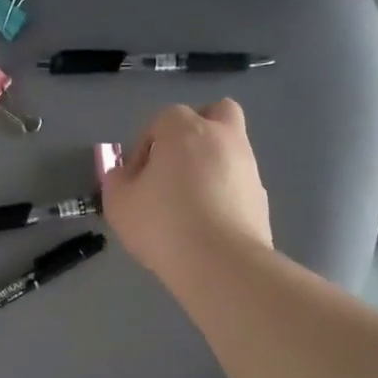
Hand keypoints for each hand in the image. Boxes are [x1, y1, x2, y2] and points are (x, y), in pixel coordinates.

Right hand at [101, 100, 271, 286]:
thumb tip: (124, 175)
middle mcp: (223, 138)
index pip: (163, 118)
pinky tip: (208, 221)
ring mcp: (248, 167)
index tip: (136, 176)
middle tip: (176, 162)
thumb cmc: (163, 224)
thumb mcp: (119, 203)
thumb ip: (116, 180)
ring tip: (189, 201)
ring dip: (211, 163)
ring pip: (231, 148)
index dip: (145, 145)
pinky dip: (225, 191)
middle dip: (197, 129)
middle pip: (216, 112)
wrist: (221, 264)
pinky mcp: (262, 197)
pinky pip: (239, 182)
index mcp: (186, 130)